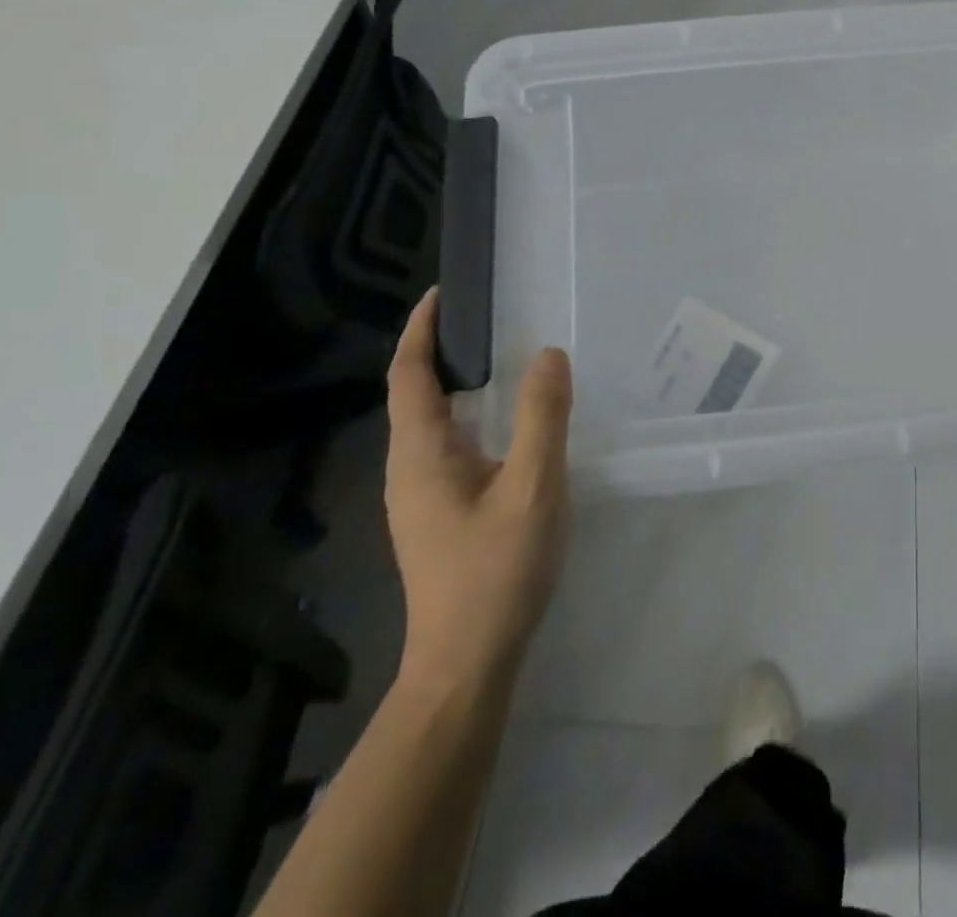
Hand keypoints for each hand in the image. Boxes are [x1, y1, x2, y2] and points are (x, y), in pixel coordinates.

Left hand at [384, 288, 573, 694]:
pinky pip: (449, 447)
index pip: (408, 375)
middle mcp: (409, 469)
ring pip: (432, 424)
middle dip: (440, 351)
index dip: (420, 330)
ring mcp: (420, 497)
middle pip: (415, 394)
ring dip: (457, 385)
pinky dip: (471, 417)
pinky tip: (508, 426)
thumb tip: (547, 355)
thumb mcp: (532, 487)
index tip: (442, 293)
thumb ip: (542, 417)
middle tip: (487, 318)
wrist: (467, 663)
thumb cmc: (496, 571)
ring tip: (501, 359)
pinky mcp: (438, 516)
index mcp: (421, 454)